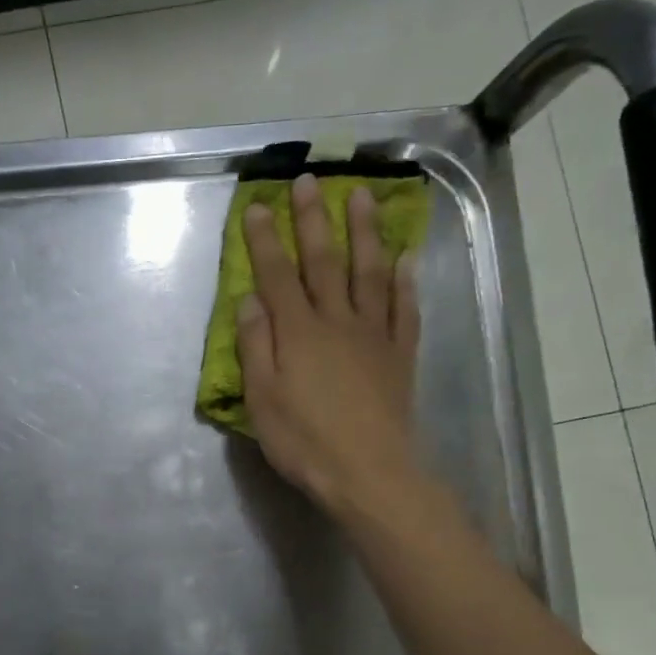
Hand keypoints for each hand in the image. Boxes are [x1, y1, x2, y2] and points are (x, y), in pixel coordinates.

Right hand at [238, 173, 420, 515]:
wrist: (368, 473)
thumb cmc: (304, 441)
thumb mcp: (263, 399)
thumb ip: (256, 347)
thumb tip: (250, 301)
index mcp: (298, 333)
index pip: (277, 275)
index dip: (264, 240)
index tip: (257, 205)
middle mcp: (337, 321)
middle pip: (324, 261)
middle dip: (312, 220)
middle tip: (308, 181)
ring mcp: (374, 335)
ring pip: (369, 272)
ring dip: (365, 232)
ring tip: (362, 196)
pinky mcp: (400, 355)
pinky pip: (405, 309)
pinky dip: (405, 281)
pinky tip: (405, 259)